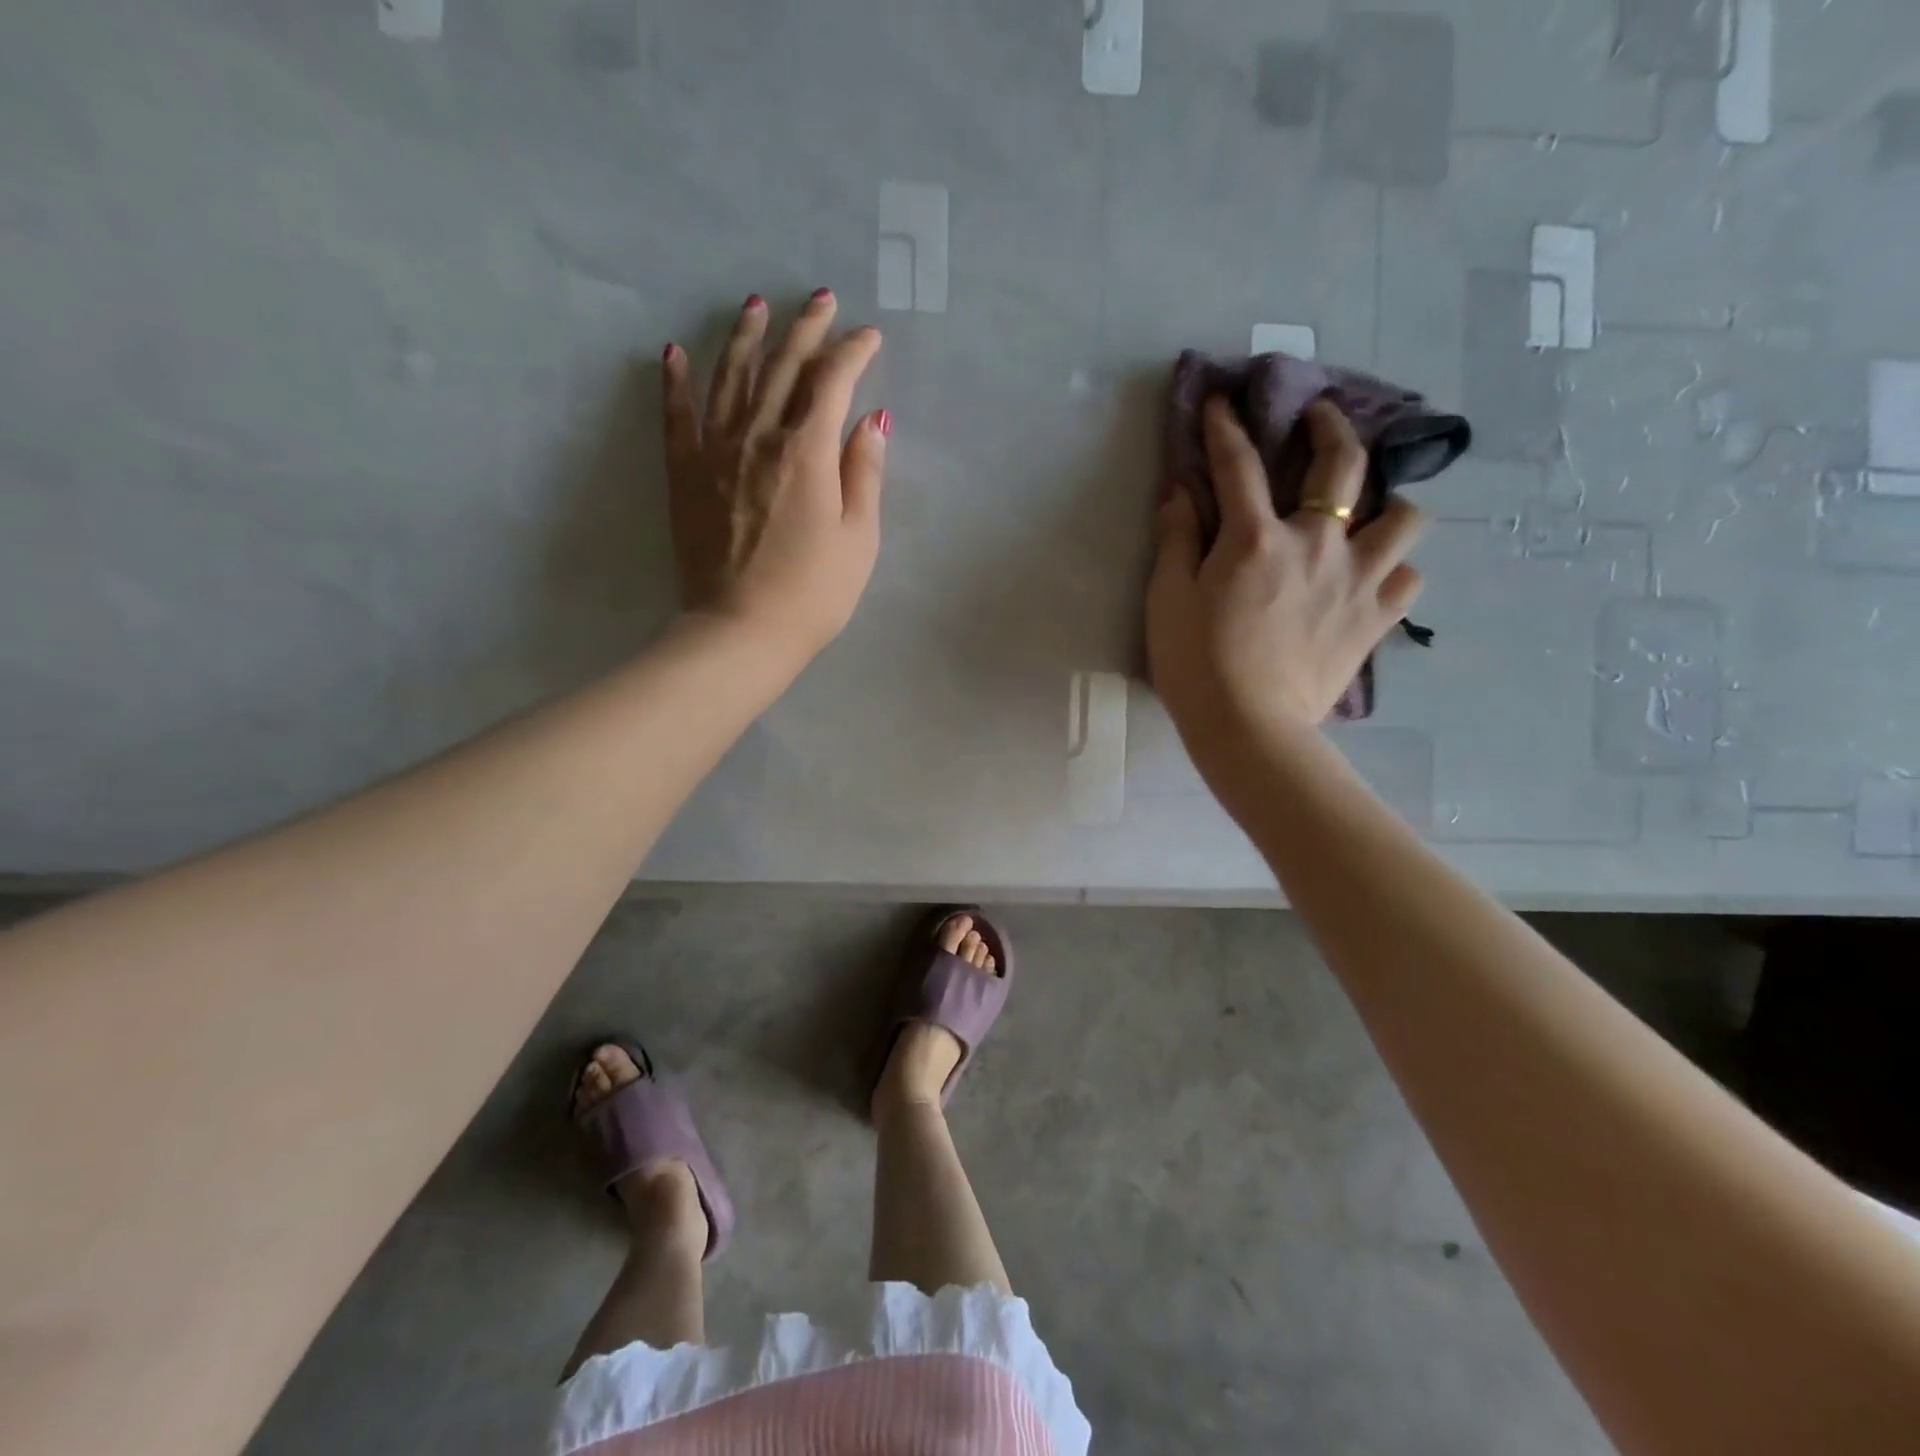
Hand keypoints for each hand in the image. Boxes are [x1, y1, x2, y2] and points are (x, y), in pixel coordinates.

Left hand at [663, 290, 887, 657]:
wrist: (741, 631)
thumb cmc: (813, 593)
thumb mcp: (859, 539)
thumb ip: (865, 474)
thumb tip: (872, 420)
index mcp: (809, 452)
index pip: (833, 383)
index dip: (853, 353)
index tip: (869, 337)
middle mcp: (760, 437)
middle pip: (783, 367)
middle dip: (806, 329)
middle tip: (821, 299)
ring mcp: (716, 452)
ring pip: (730, 377)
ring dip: (745, 337)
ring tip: (755, 305)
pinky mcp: (686, 475)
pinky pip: (677, 416)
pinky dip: (676, 382)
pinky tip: (674, 353)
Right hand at [1147, 397, 1426, 764]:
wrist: (1248, 727)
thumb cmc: (1196, 664)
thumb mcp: (1167, 599)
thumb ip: (1176, 540)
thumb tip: (1179, 492)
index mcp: (1256, 539)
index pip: (1239, 464)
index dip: (1226, 427)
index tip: (1222, 402)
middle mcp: (1317, 544)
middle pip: (1343, 464)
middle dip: (1332, 427)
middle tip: (1321, 417)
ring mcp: (1357, 580)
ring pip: (1404, 517)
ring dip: (1389, 504)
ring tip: (1371, 513)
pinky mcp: (1376, 619)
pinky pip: (1408, 579)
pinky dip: (1394, 570)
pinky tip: (1375, 578)